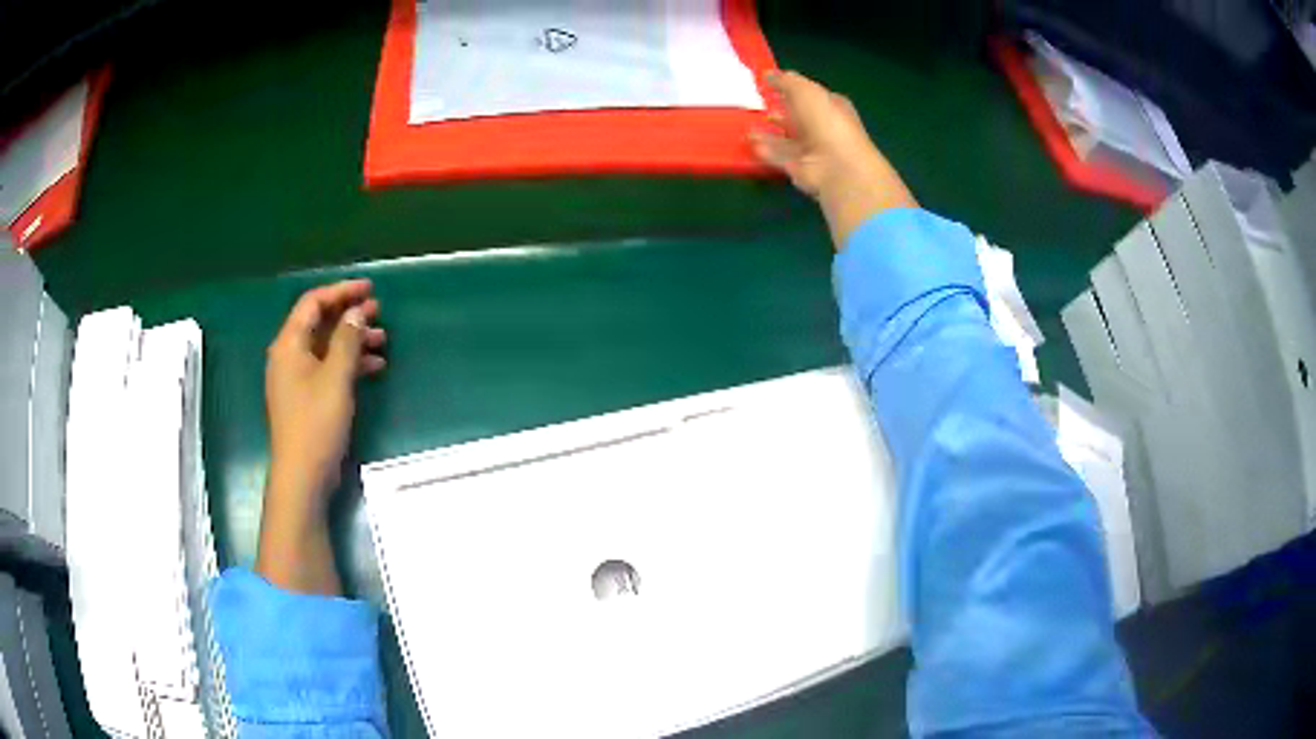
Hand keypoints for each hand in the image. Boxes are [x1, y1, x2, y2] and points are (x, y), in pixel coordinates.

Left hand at [257, 279, 386, 594]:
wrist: (302, 476)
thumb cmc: (316, 423)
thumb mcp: (336, 378)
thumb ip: (347, 340)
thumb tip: (356, 313)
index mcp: (289, 345)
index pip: (313, 303)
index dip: (341, 291)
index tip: (370, 289)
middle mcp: (289, 356)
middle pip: (319, 323)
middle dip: (349, 315)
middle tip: (379, 313)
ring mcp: (297, 379)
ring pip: (326, 347)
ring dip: (352, 340)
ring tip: (382, 340)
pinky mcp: (306, 398)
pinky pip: (328, 369)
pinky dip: (349, 364)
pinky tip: (374, 367)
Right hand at [750, 71, 917, 247]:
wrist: (836, 166)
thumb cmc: (826, 121)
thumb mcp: (805, 90)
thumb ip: (785, 81)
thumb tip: (768, 74)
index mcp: (832, 107)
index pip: (810, 95)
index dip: (791, 89)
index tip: (768, 85)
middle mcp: (824, 129)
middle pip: (798, 118)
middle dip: (779, 112)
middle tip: (757, 106)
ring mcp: (813, 151)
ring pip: (786, 139)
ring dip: (767, 133)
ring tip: (747, 126)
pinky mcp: (800, 169)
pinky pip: (779, 157)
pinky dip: (765, 150)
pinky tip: (750, 144)